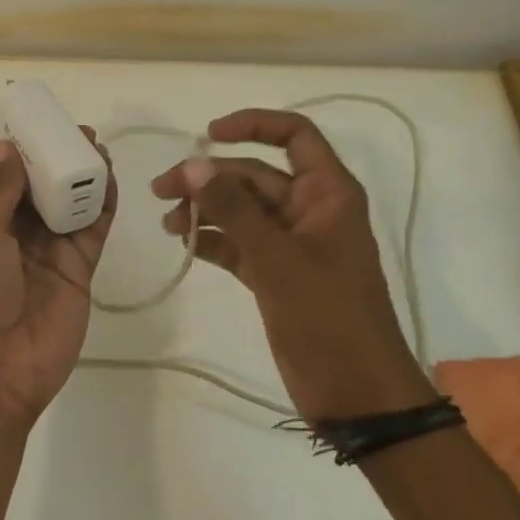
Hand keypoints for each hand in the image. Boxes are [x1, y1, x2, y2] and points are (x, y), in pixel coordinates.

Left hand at [0, 132, 116, 428]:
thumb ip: (1, 190)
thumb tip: (6, 146)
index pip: (10, 180)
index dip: (29, 153)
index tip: (49, 125)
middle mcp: (17, 236)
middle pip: (45, 190)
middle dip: (62, 161)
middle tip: (85, 133)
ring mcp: (50, 255)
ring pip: (72, 207)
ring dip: (85, 178)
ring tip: (101, 149)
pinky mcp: (79, 272)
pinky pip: (92, 232)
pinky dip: (102, 206)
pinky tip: (110, 180)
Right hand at [151, 108, 432, 419]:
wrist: (357, 394)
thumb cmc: (328, 317)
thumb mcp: (277, 258)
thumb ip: (234, 208)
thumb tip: (195, 163)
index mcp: (327, 193)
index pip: (294, 135)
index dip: (253, 125)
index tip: (208, 134)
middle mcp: (310, 210)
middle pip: (255, 175)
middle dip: (209, 178)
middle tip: (162, 190)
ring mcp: (292, 244)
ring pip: (242, 211)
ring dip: (206, 210)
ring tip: (167, 223)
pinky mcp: (276, 275)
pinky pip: (239, 244)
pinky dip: (213, 241)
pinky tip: (185, 244)